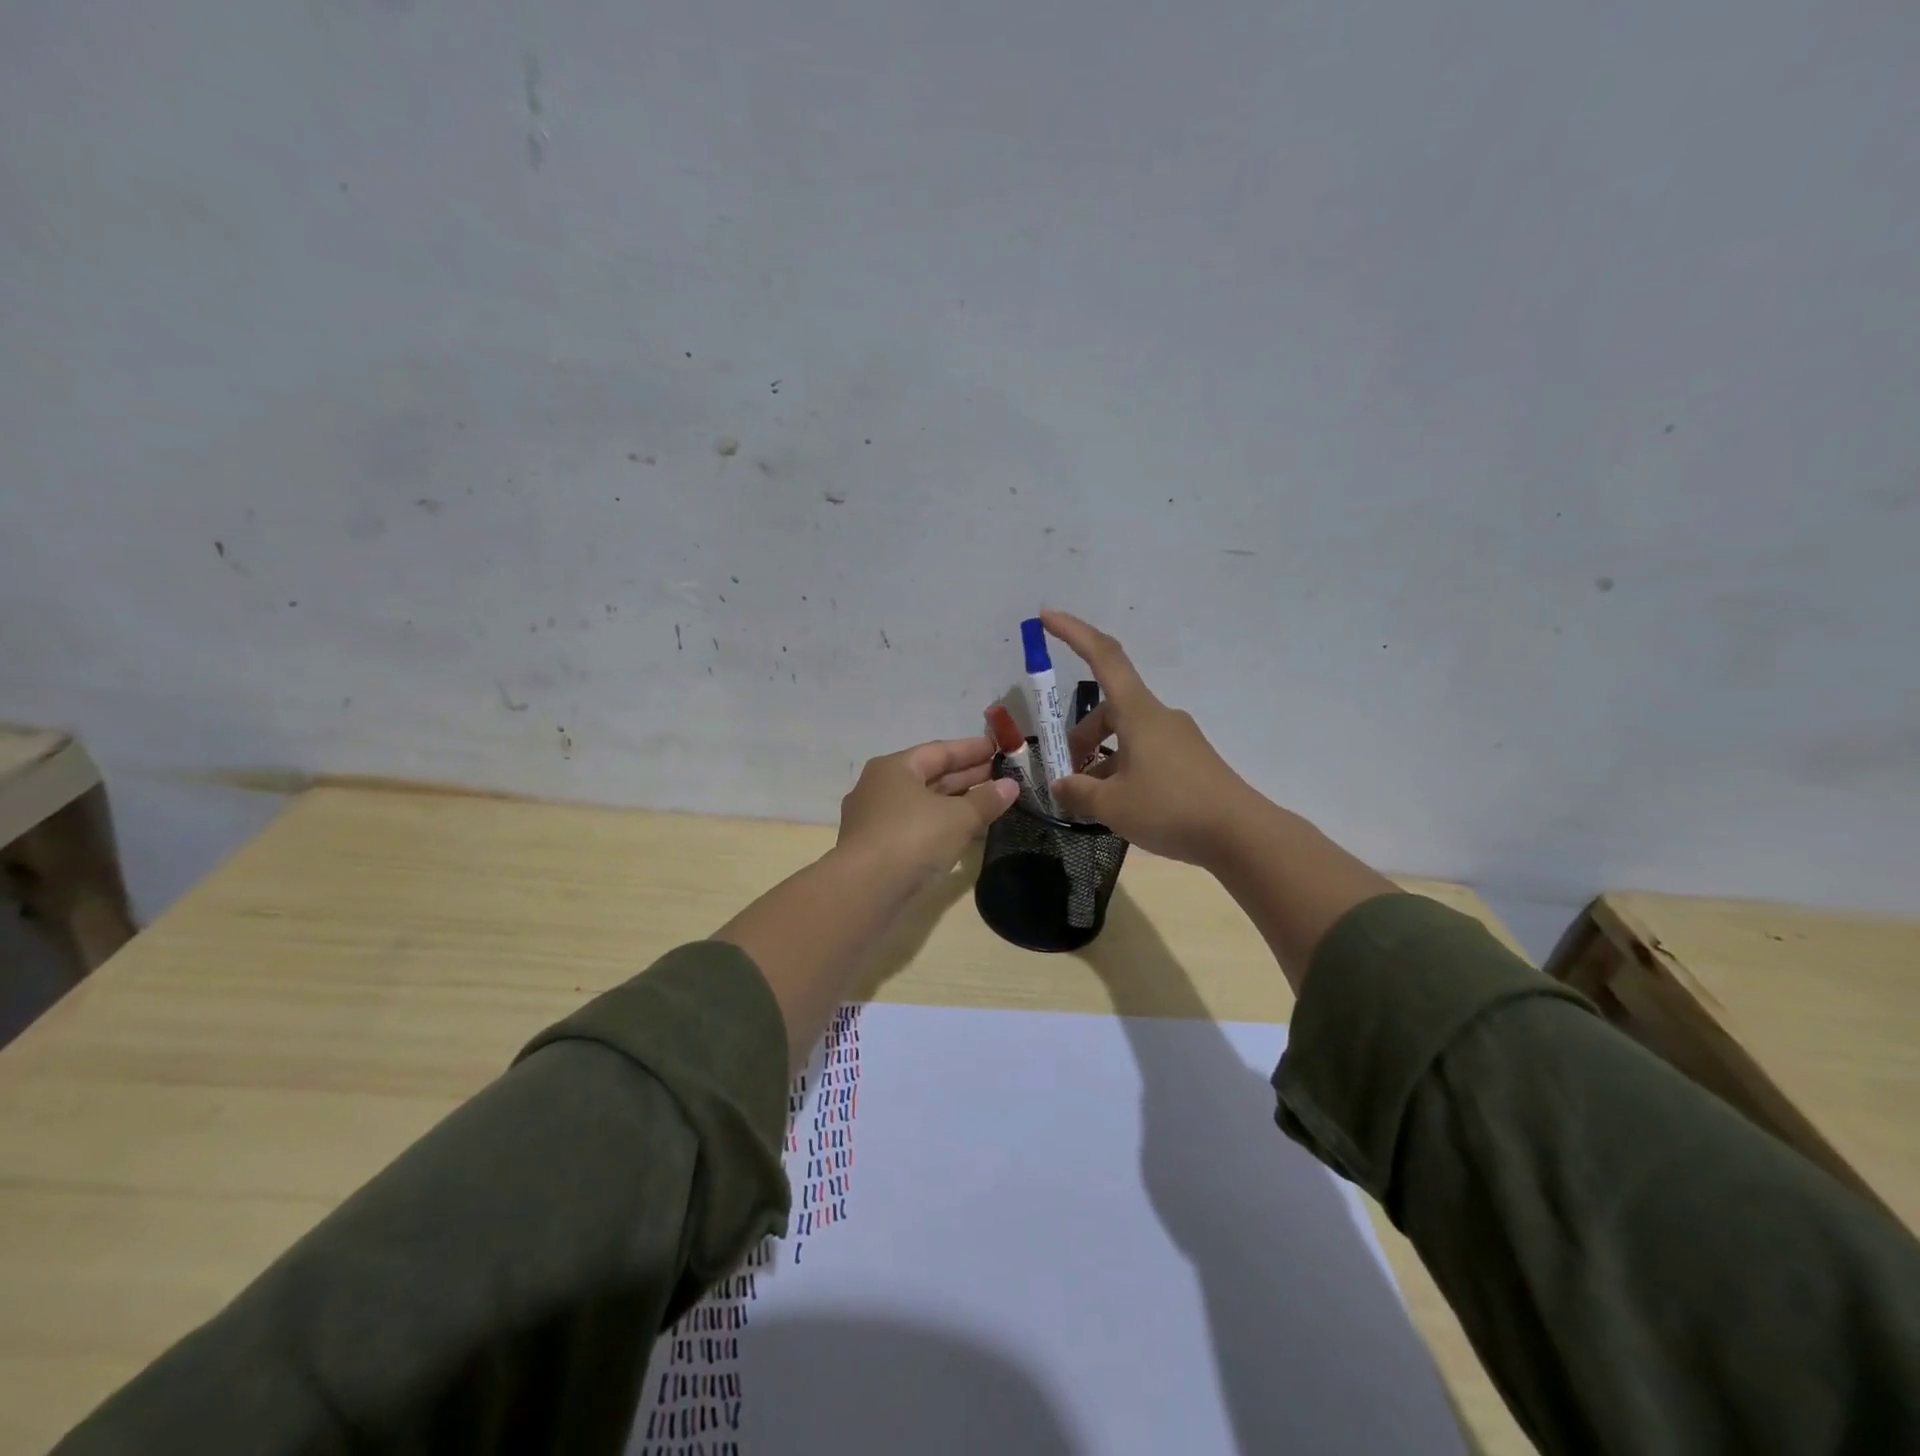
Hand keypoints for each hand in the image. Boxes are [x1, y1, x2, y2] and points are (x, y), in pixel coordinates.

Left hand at [836, 737, 1018, 889]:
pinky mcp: (876, 848)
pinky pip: (916, 826)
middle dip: (966, 776)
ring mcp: (875, 819)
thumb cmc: (912, 839)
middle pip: (930, 776)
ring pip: (923, 803)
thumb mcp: (958, 818)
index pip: (939, 751)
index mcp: (894, 768)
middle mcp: (880, 787)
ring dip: (955, 802)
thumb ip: (986, 800)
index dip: (972, 749)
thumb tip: (1011, 785)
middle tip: (1001, 776)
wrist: (864, 890)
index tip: (998, 748)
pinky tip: (963, 833)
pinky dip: (941, 824)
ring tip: (989, 803)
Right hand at [1041, 610, 1257, 864]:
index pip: (1103, 657)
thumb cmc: (1170, 809)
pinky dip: (1124, 768)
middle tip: (1065, 774)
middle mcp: (1159, 716)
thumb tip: (1061, 786)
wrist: (1241, 835)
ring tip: (1091, 799)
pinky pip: (1146, 752)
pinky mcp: (1190, 760)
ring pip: (1127, 735)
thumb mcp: (1112, 806)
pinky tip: (1120, 804)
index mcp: (1138, 712)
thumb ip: (1078, 792)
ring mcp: (1178, 737)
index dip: (1073, 633)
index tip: (1046, 617)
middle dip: (1081, 736)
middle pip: (1109, 710)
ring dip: (1102, 758)